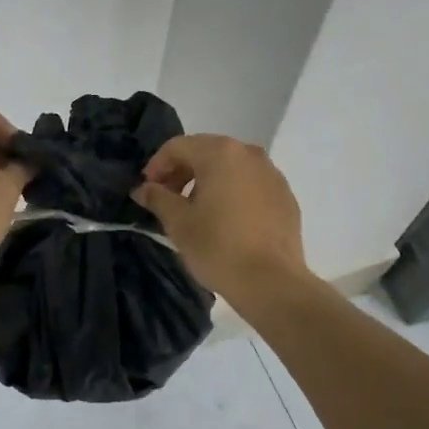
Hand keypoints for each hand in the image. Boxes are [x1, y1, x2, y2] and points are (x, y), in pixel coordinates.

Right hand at [133, 134, 308, 298]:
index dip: (156, 165)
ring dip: (206, 181)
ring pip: (230, 168)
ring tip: (194, 210)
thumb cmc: (218, 247)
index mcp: (220, 153)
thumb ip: (157, 198)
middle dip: (181, 172)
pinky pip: (250, 184)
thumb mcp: (178, 223)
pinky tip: (224, 220)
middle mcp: (249, 154)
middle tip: (166, 198)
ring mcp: (272, 173)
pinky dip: (231, 192)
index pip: (178, 146)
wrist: (271, 281)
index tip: (146, 189)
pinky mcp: (285, 195)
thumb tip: (143, 189)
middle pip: (206, 152)